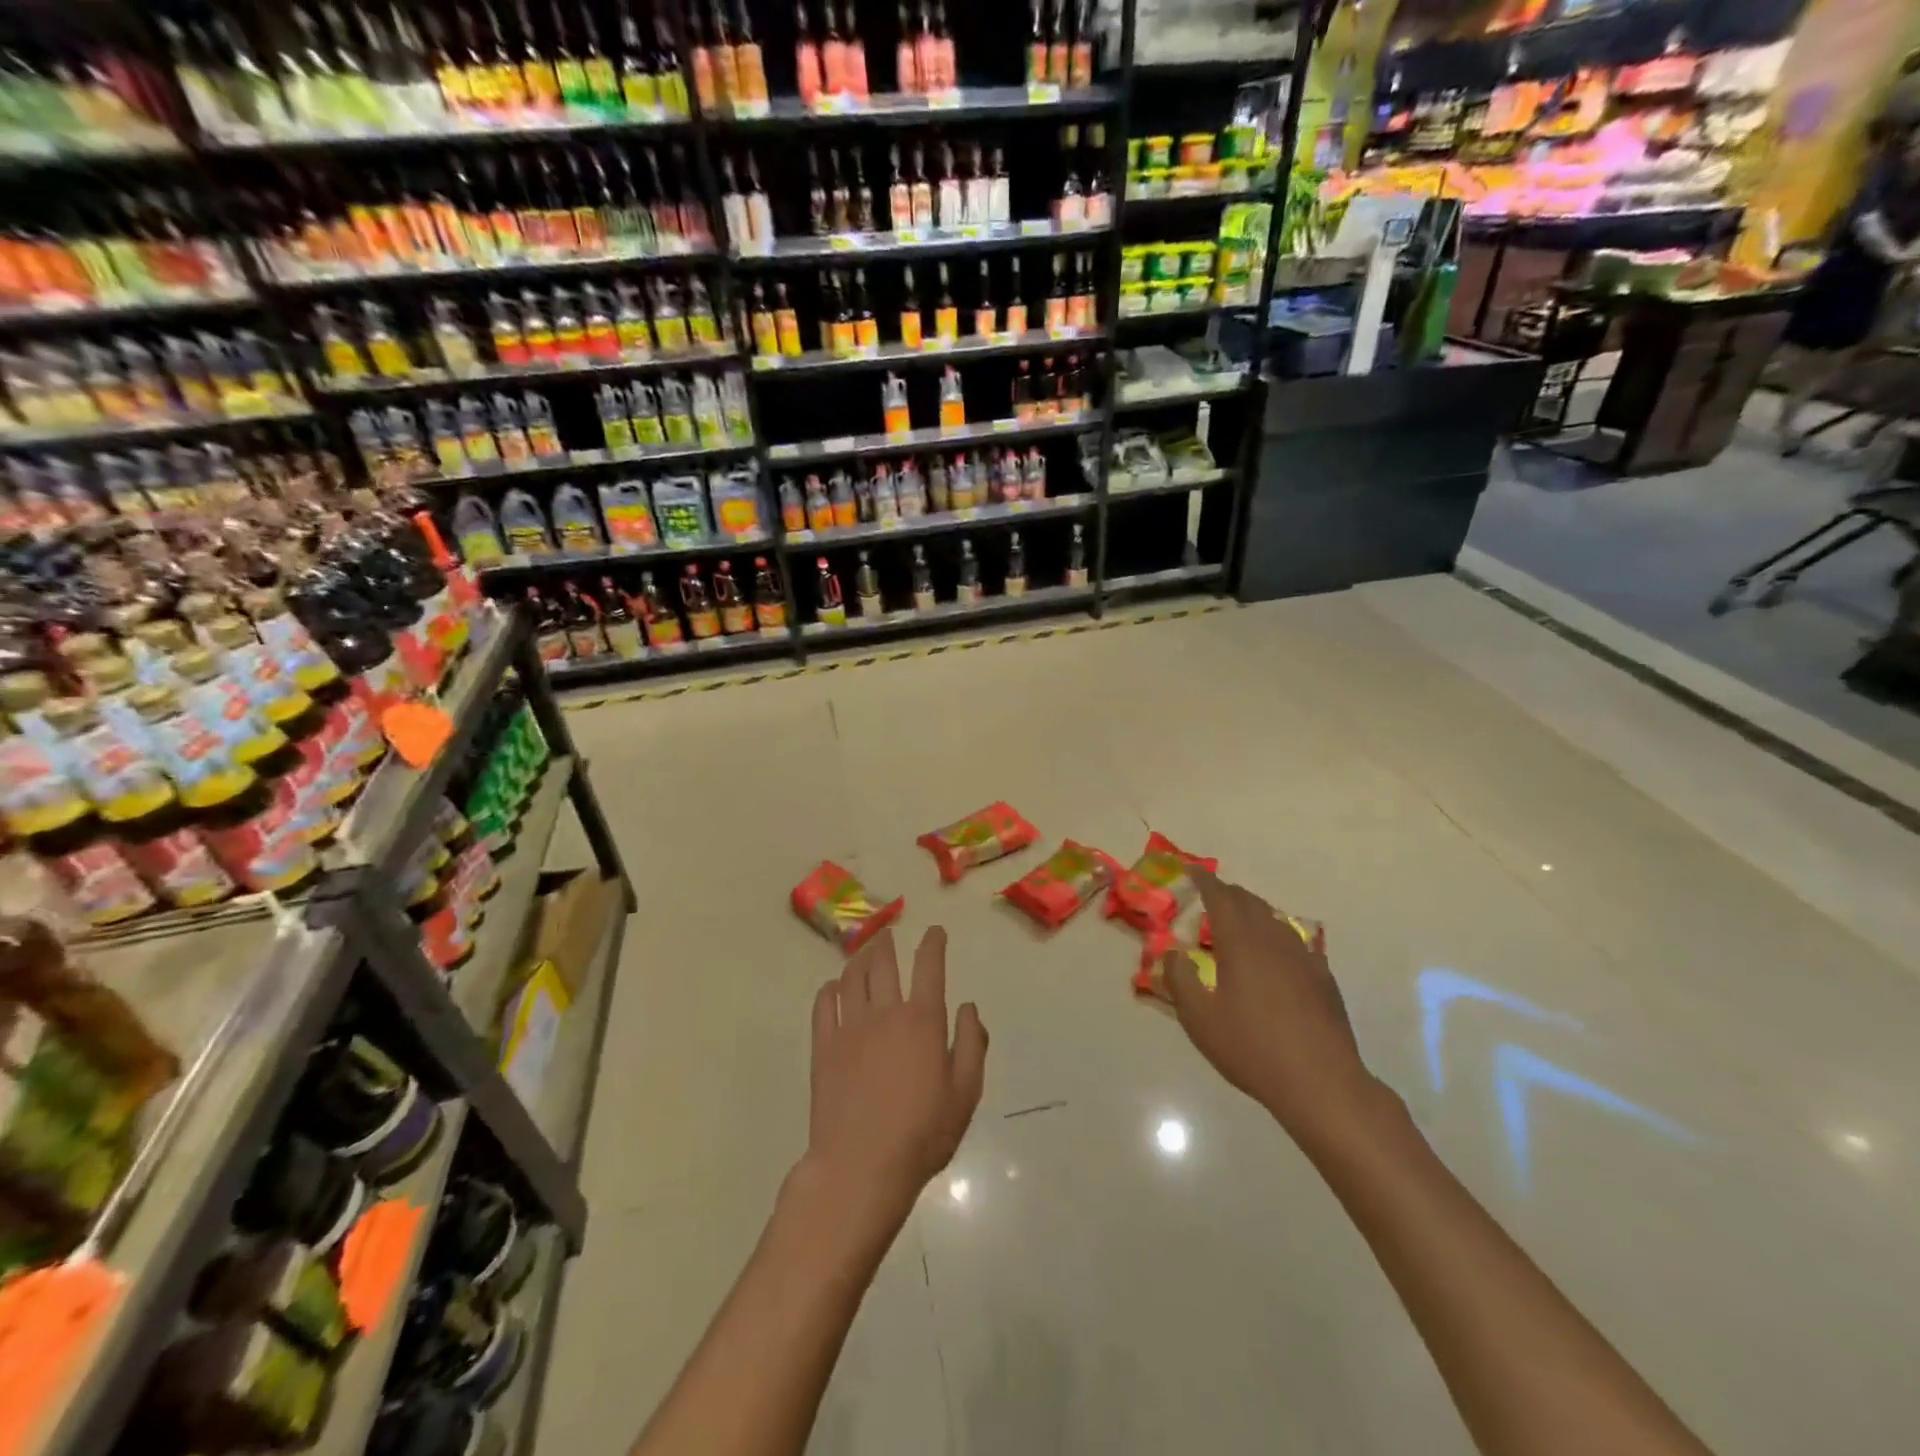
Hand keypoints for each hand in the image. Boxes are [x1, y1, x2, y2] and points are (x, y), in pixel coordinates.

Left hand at [804, 927, 987, 1223]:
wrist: (861, 1166)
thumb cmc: (922, 1134)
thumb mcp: (965, 1093)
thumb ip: (972, 1044)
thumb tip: (968, 1007)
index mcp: (923, 1021)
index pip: (929, 968)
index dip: (933, 944)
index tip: (935, 932)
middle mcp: (886, 1013)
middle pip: (884, 964)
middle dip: (888, 943)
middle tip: (889, 934)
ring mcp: (850, 1027)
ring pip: (852, 977)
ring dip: (860, 958)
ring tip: (864, 951)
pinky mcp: (823, 1046)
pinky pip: (824, 1004)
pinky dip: (829, 989)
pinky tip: (833, 987)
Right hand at [1162, 871, 1378, 1146]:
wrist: (1321, 1082)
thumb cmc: (1252, 1048)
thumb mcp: (1200, 1019)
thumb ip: (1180, 979)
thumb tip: (1173, 952)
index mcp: (1241, 942)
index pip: (1220, 897)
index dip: (1204, 880)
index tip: (1191, 870)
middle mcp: (1273, 939)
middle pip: (1250, 902)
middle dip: (1228, 893)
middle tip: (1210, 895)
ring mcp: (1304, 957)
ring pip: (1274, 919)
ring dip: (1253, 912)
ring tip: (1239, 922)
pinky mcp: (1323, 978)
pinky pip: (1295, 942)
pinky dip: (1276, 936)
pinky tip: (1275, 954)